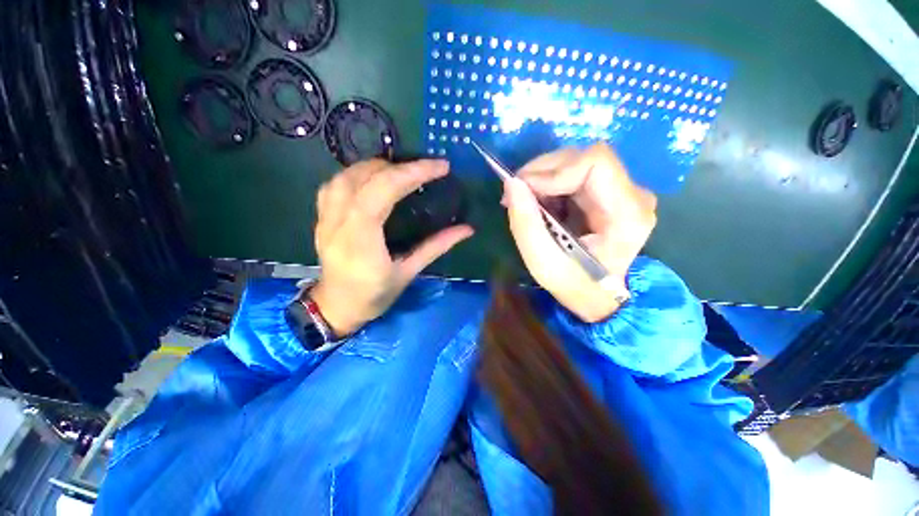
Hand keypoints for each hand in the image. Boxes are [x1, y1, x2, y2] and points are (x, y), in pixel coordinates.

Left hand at [310, 158, 473, 336]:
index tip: (440, 167)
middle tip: (424, 169)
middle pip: (364, 179)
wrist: (337, 308)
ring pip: (345, 177)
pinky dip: (355, 174)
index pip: (382, 192)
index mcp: (361, 241)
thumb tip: (467, 229)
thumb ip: (436, 247)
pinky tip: (372, 179)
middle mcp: (338, 224)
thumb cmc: (374, 296)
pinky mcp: (320, 218)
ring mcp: (325, 219)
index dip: (412, 173)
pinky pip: (333, 185)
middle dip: (398, 167)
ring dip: (375, 166)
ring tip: (400, 170)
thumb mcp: (409, 273)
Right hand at [504, 143, 656, 321]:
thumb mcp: (542, 261)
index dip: (554, 170)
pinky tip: (539, 202)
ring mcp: (624, 191)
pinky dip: (550, 184)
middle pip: (583, 158)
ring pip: (576, 162)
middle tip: (516, 193)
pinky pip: (575, 174)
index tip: (523, 189)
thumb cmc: (574, 284)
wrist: (598, 295)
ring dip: (543, 177)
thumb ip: (525, 222)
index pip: (595, 162)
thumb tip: (512, 183)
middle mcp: (633, 195)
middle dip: (542, 171)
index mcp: (627, 213)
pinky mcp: (610, 193)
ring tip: (524, 200)